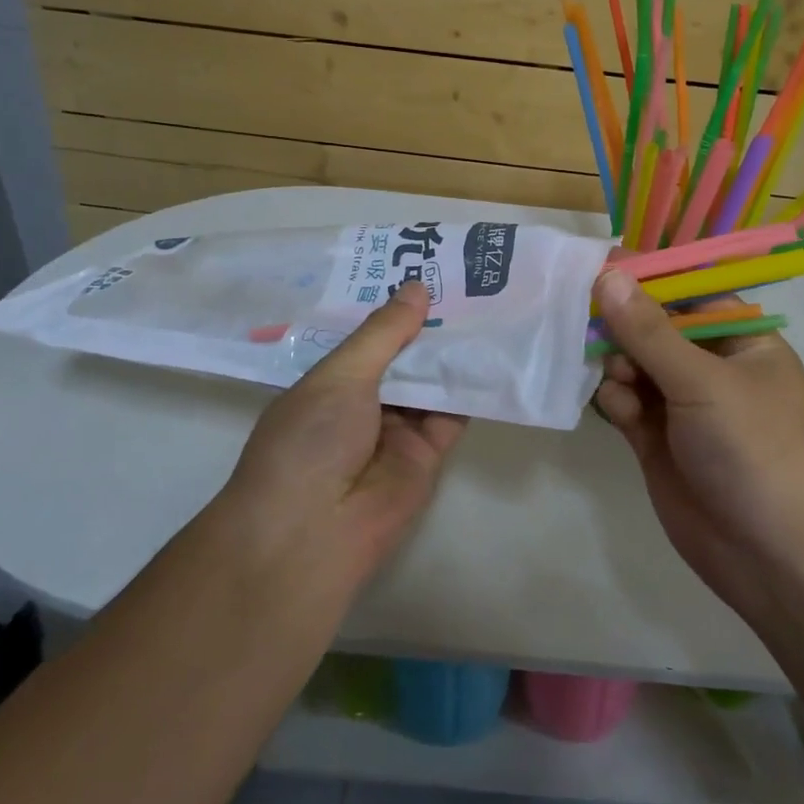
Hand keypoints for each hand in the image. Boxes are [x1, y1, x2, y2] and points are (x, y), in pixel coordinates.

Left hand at [217, 281, 466, 585]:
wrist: (313, 532)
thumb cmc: (310, 440)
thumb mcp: (341, 375)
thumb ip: (384, 333)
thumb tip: (417, 287)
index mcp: (331, 381)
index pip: (369, 337)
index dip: (396, 309)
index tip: (429, 271)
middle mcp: (364, 403)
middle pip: (404, 358)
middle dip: (430, 326)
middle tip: (470, 283)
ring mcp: (397, 429)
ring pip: (431, 383)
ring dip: (454, 353)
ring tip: (489, 307)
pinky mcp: (428, 454)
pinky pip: (453, 414)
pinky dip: (470, 388)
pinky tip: (493, 354)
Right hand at [592, 267, 803, 622]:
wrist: (774, 557)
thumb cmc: (754, 450)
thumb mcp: (704, 382)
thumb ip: (650, 331)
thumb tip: (609, 275)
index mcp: (741, 341)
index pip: (688, 293)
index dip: (647, 279)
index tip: (600, 267)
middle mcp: (711, 368)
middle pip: (654, 328)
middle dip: (623, 324)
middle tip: (587, 320)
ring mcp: (683, 407)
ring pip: (634, 365)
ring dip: (618, 364)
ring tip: (616, 377)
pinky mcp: (657, 441)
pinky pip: (626, 404)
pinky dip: (616, 401)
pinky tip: (618, 410)